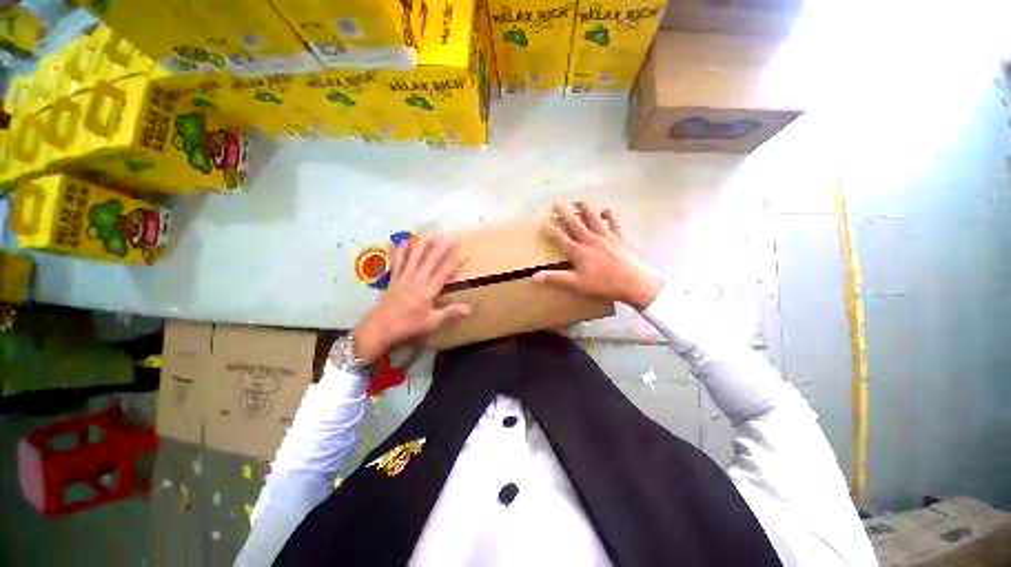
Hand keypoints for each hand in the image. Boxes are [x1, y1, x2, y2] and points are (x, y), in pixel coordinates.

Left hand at [352, 236, 470, 363]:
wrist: (379, 328)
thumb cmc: (408, 326)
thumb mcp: (432, 322)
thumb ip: (451, 313)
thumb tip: (471, 307)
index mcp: (427, 291)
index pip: (443, 274)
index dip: (453, 264)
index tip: (463, 255)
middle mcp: (417, 280)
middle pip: (430, 261)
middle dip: (441, 248)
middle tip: (450, 236)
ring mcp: (404, 278)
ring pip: (414, 258)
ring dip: (423, 245)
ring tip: (430, 234)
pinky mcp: (394, 279)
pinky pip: (398, 262)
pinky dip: (401, 251)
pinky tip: (403, 242)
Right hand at [533, 202, 663, 309]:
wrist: (634, 282)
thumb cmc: (604, 284)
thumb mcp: (577, 284)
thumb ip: (556, 278)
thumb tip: (534, 277)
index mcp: (579, 251)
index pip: (560, 237)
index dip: (550, 230)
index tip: (542, 222)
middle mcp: (590, 239)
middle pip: (574, 222)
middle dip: (564, 213)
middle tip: (555, 204)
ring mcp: (606, 236)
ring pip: (593, 217)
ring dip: (584, 208)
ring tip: (577, 201)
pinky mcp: (619, 237)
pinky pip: (613, 221)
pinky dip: (608, 214)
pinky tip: (605, 210)